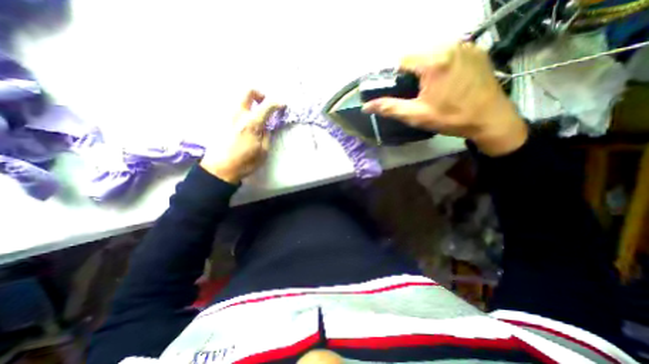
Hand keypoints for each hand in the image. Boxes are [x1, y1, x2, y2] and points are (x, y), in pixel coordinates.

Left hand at [200, 89, 282, 182]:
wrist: (220, 168)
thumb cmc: (245, 162)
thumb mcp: (263, 151)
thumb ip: (267, 135)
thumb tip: (266, 126)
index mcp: (252, 123)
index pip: (267, 105)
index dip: (277, 103)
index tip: (282, 105)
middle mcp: (238, 114)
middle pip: (248, 91)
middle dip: (260, 94)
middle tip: (265, 104)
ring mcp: (227, 115)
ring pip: (239, 98)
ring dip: (250, 102)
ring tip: (256, 115)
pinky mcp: (221, 120)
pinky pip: (234, 108)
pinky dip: (243, 110)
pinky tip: (245, 123)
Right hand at [364, 42, 529, 156]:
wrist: (490, 119)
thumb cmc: (451, 118)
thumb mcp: (416, 115)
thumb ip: (390, 108)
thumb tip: (366, 107)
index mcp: (434, 61)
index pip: (401, 59)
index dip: (394, 74)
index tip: (396, 89)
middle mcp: (450, 46)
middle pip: (417, 54)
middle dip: (409, 71)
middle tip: (412, 92)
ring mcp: (465, 46)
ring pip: (431, 51)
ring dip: (424, 67)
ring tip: (427, 87)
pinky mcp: (474, 50)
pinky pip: (448, 52)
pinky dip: (439, 63)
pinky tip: (443, 80)